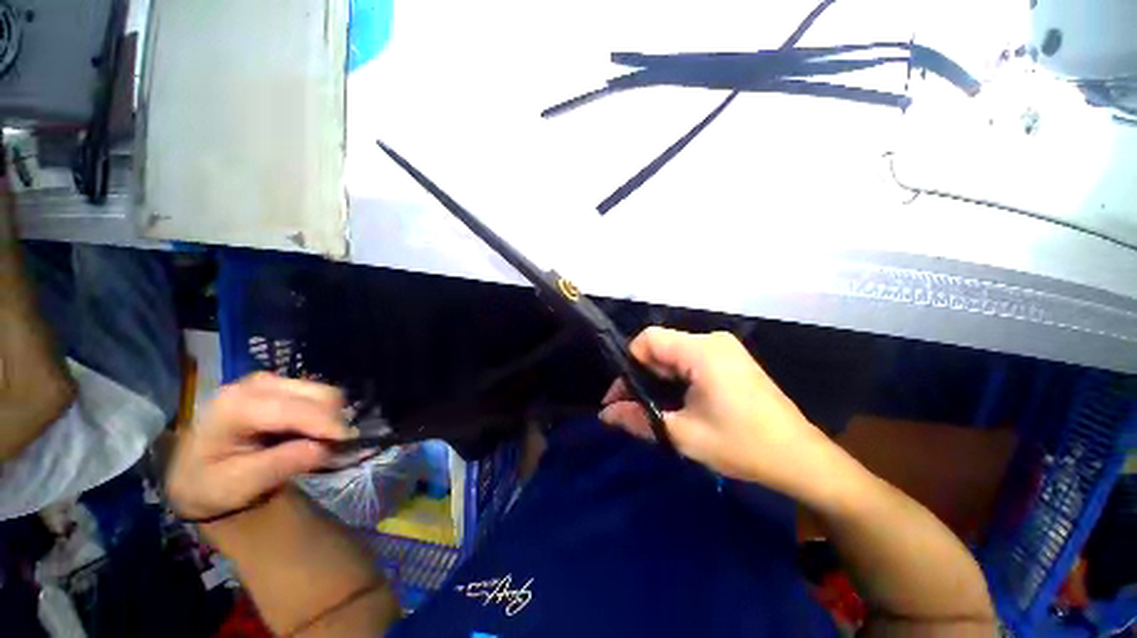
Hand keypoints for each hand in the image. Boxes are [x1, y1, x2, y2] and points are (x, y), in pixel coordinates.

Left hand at [166, 373, 353, 521]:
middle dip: (332, 421)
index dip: (327, 425)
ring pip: (324, 391)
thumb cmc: (211, 484)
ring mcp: (268, 381)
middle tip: (332, 449)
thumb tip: (325, 448)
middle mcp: (254, 384)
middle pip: (318, 394)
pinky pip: (319, 395)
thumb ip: (280, 465)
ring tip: (319, 443)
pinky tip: (310, 432)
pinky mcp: (280, 384)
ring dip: (330, 417)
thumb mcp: (239, 485)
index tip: (349, 443)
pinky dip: (324, 414)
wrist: (195, 474)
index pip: (294, 409)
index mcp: (235, 406)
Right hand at [599, 328, 837, 500]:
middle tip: (635, 407)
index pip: (648, 339)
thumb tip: (605, 414)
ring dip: (659, 379)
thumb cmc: (742, 445)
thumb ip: (638, 420)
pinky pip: (691, 360)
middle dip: (642, 375)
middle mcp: (712, 340)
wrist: (801, 458)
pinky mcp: (731, 360)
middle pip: (661, 346)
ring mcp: (724, 349)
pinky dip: (677, 378)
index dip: (630, 363)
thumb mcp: (682, 435)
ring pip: (674, 354)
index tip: (623, 395)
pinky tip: (678, 402)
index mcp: (701, 351)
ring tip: (655, 408)